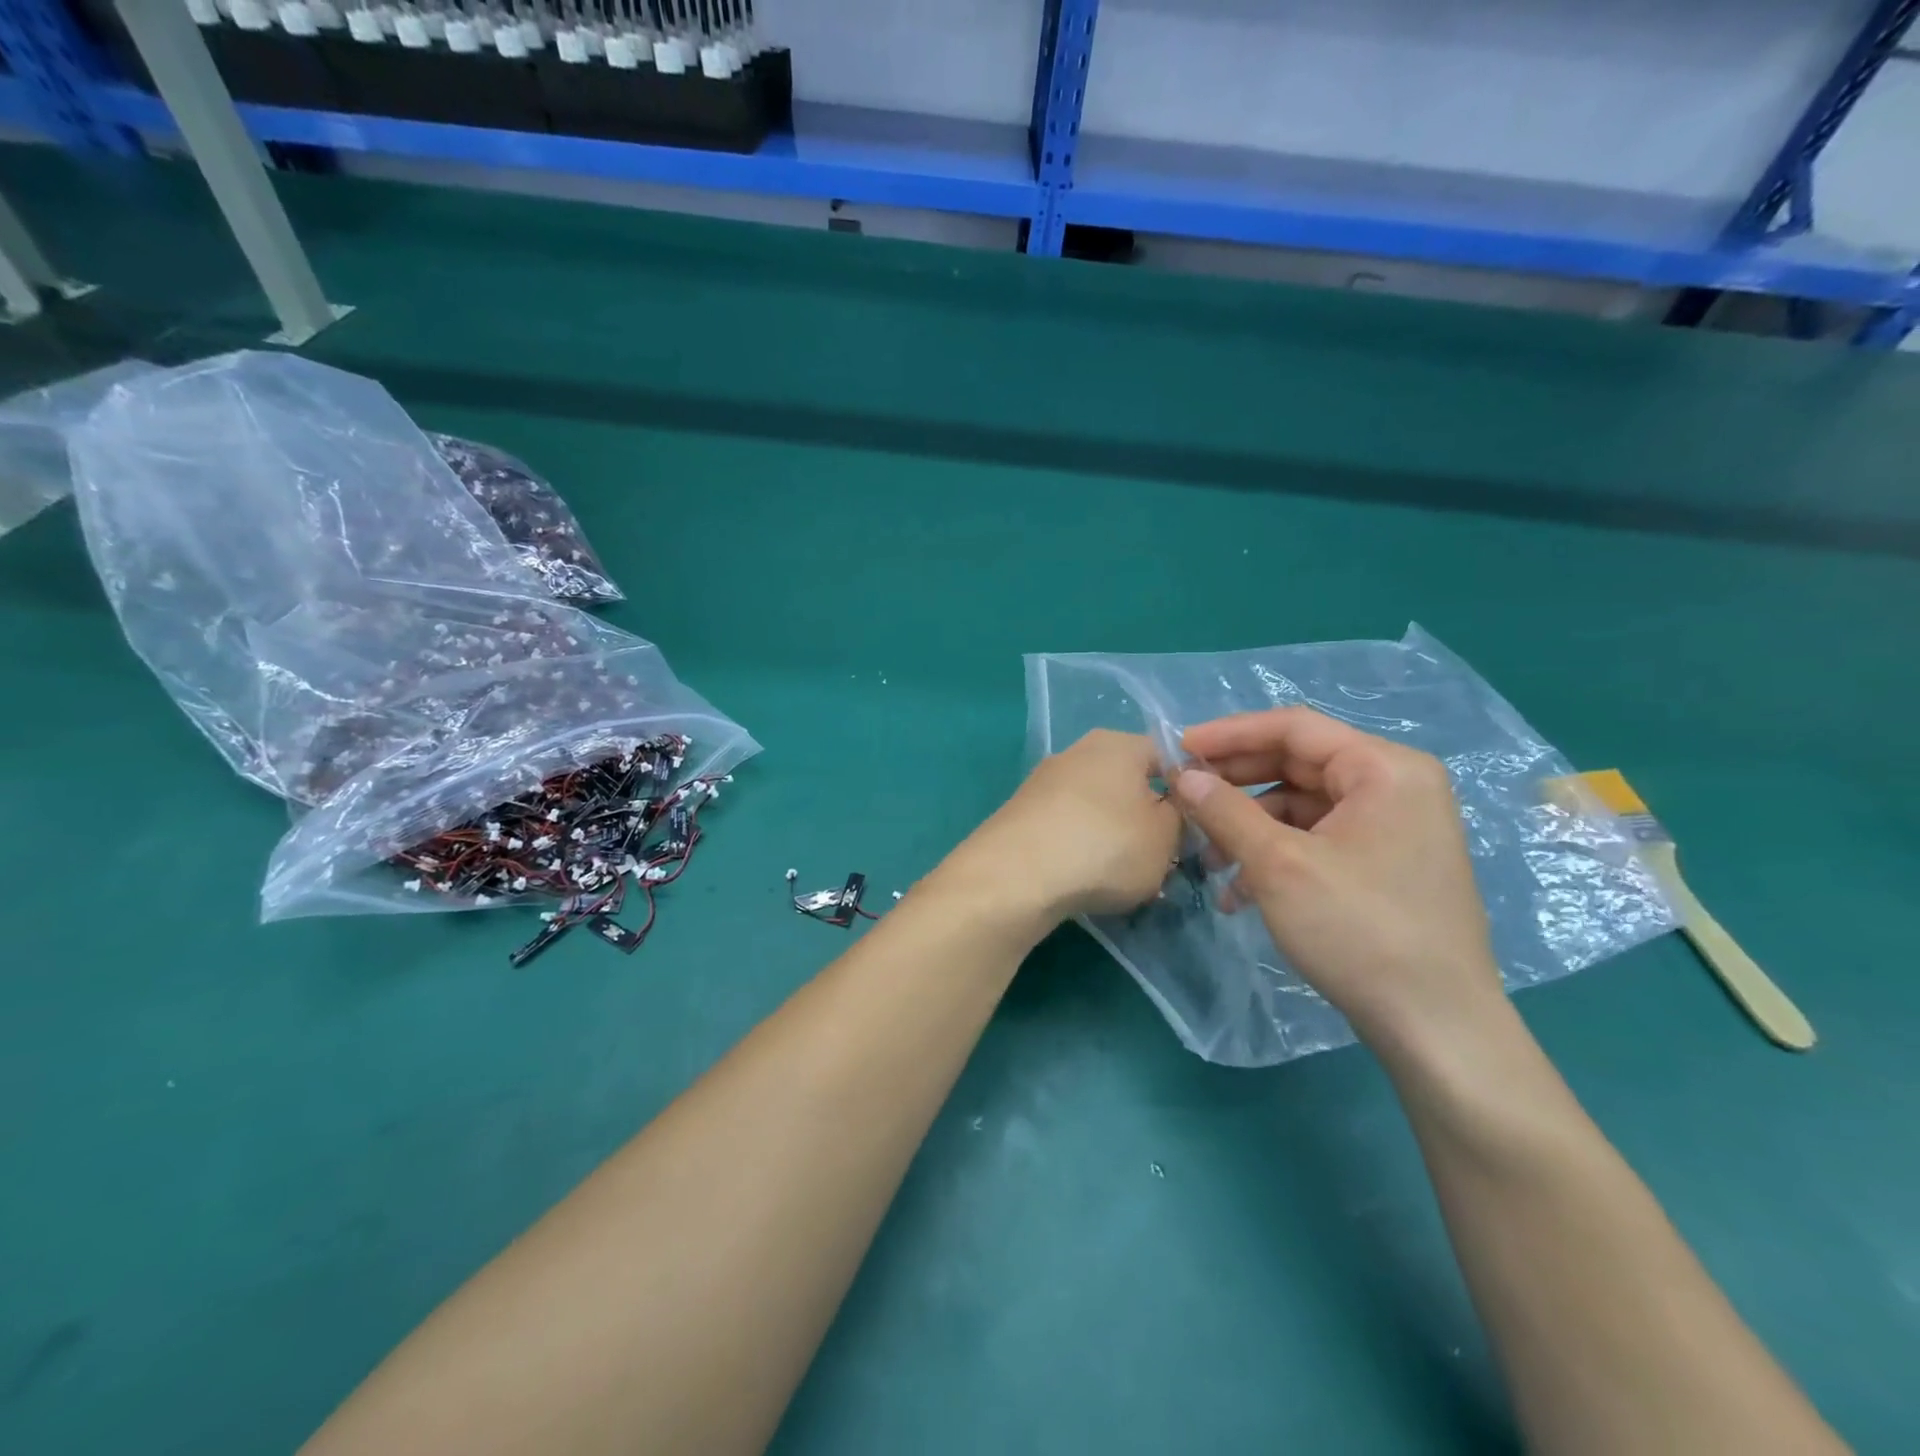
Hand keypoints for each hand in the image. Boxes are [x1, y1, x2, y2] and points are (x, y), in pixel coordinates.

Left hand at [946, 729, 1181, 923]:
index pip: (1169, 756)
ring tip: (1124, 877)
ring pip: (1098, 806)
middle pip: (1130, 782)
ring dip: (1115, 836)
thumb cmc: (1105, 847)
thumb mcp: (1167, 837)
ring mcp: (1045, 780)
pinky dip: (1081, 847)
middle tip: (1164, 858)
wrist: (1015, 875)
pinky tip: (1085, 878)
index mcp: (1119, 744)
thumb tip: (1173, 810)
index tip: (1197, 830)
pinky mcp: (1021, 811)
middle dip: (1148, 818)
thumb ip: (1182, 818)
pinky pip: (1067, 825)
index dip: (1189, 792)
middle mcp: (1079, 751)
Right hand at [1174, 707, 1502, 1044]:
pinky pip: (1317, 839)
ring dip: (1248, 827)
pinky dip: (1274, 854)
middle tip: (1184, 798)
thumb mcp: (1279, 865)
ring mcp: (1392, 827)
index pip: (1294, 727)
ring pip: (1301, 806)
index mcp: (1385, 769)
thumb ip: (1225, 811)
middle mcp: (1395, 786)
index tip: (1179, 748)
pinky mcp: (1383, 864)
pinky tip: (1238, 892)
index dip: (1230, 734)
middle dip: (1235, 786)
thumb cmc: (1360, 930)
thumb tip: (1183, 777)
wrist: (1435, 1027)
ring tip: (1208, 860)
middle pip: (1297, 765)